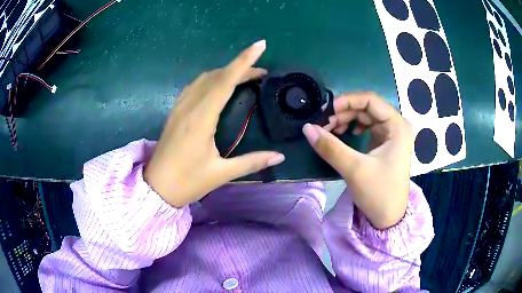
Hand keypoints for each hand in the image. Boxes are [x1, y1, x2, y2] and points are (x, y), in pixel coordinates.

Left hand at [144, 40, 284, 207]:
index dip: (243, 61)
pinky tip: (217, 86)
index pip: (225, 80)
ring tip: (243, 77)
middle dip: (239, 68)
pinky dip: (210, 80)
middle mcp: (189, 106)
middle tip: (260, 72)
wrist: (156, 188)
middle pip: (216, 76)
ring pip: (203, 79)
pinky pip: (194, 86)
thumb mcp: (221, 173)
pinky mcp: (174, 112)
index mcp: (201, 118)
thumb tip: (280, 157)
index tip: (259, 45)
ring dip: (224, 72)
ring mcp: (179, 108)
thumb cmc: (187, 182)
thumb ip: (252, 162)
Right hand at [303, 92, 412, 228]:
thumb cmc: (379, 193)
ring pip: (364, 117)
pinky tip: (341, 135)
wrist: (388, 218)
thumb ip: (330, 147)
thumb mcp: (354, 169)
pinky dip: (350, 129)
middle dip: (344, 112)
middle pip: (366, 107)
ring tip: (329, 130)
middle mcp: (395, 126)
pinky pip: (365, 128)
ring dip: (345, 120)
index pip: (370, 100)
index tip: (326, 111)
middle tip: (323, 124)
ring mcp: (390, 134)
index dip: (347, 101)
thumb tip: (306, 128)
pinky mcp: (383, 144)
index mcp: (397, 126)